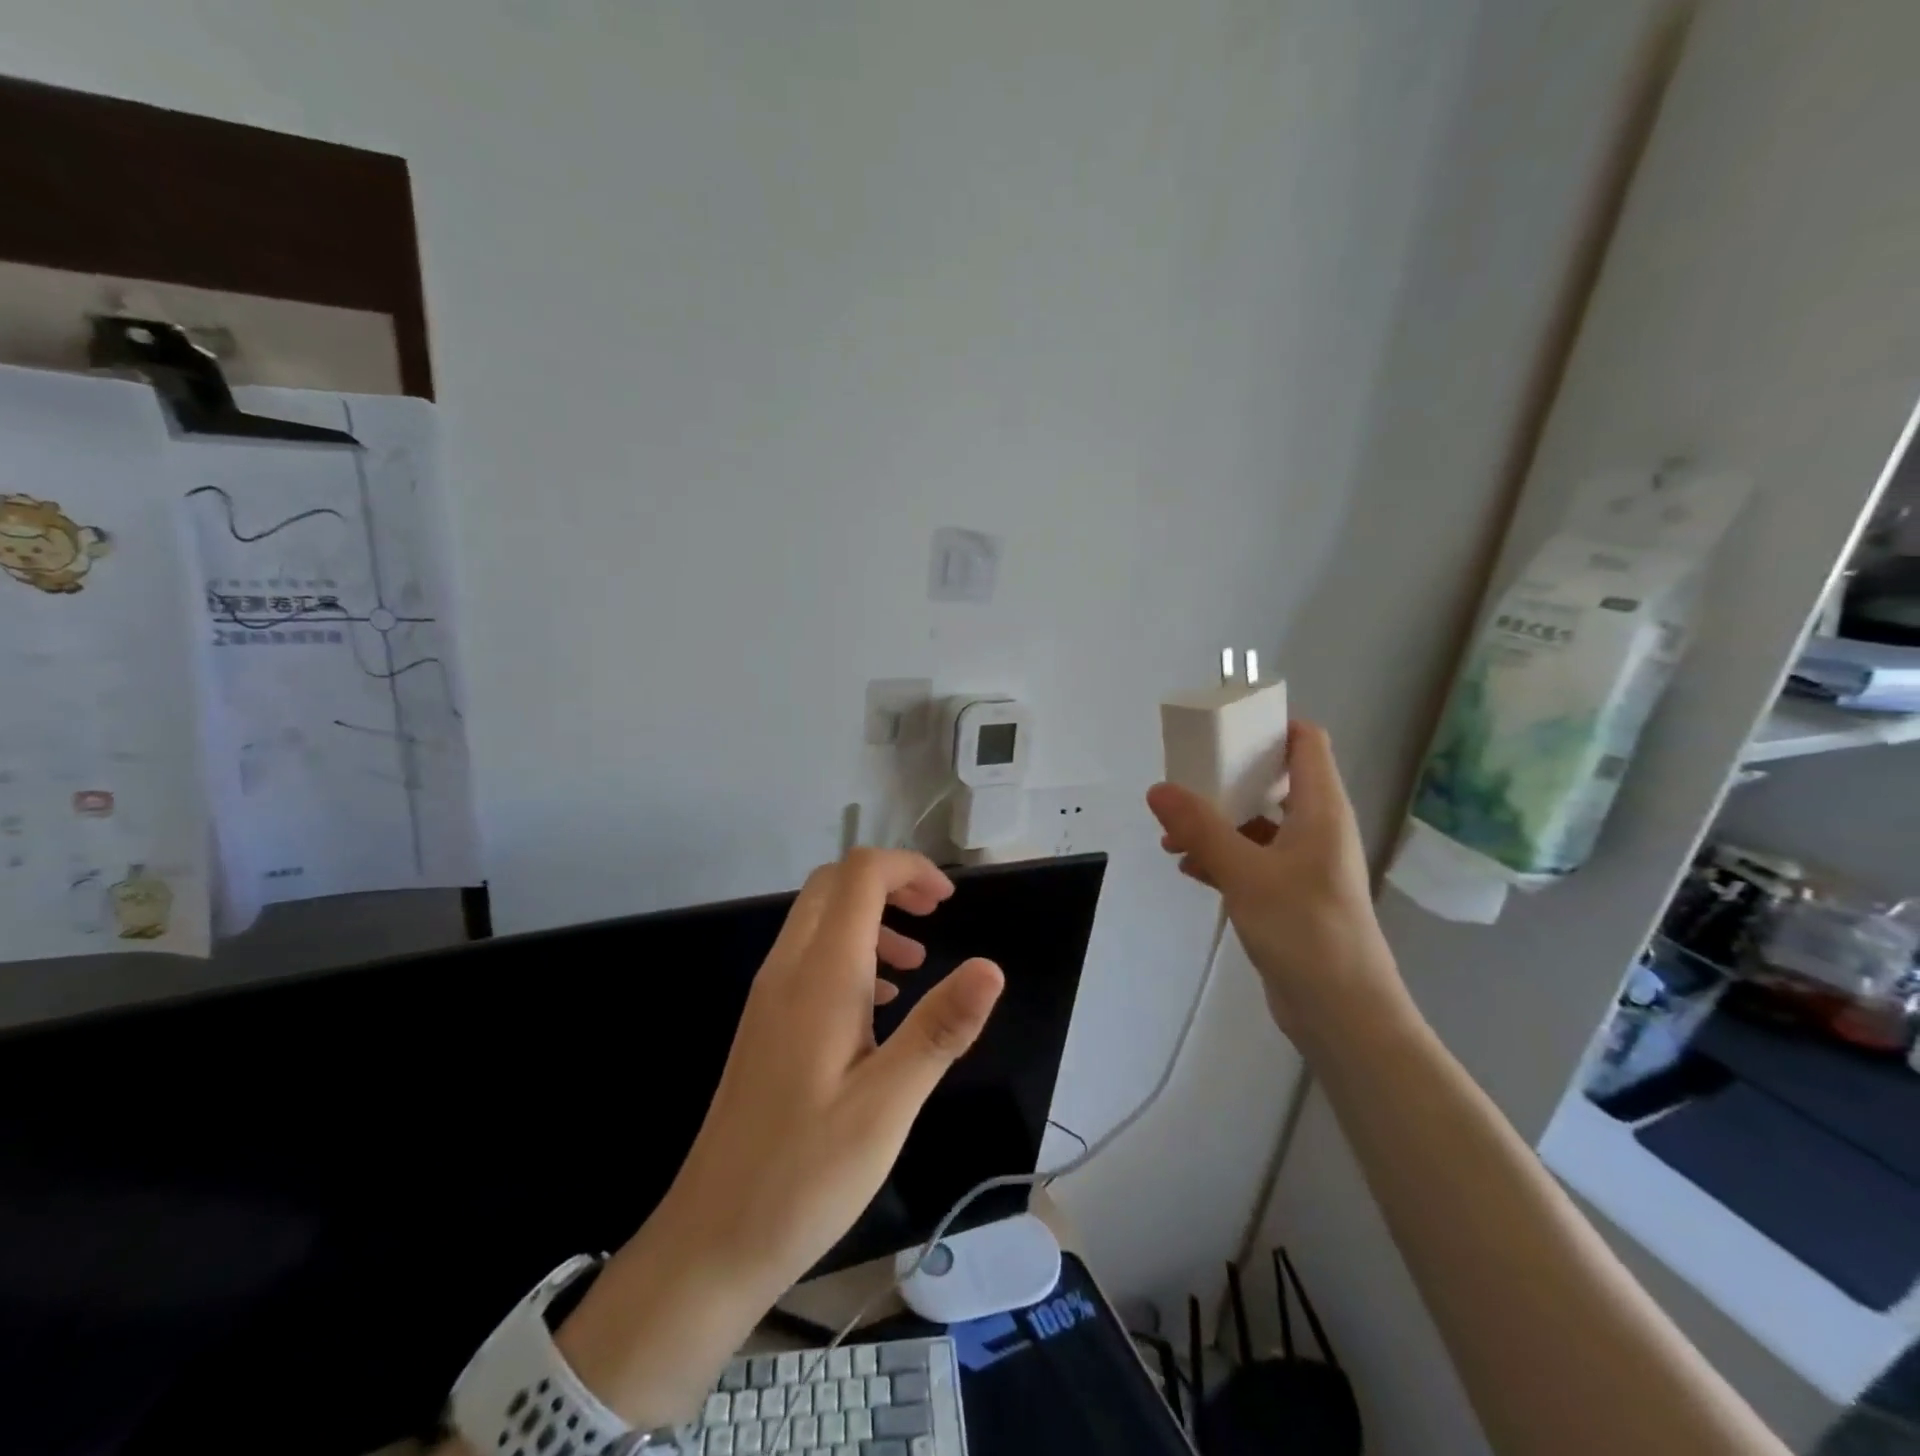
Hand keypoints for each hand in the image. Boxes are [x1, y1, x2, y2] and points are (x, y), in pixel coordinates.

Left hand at [553, 849, 1004, 1429]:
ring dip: (870, 918)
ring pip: (819, 918)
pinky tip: (880, 1007)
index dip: (908, 869)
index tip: (950, 901)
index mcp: (821, 975)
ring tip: (918, 963)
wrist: (712, 1240)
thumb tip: (992, 966)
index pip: (860, 875)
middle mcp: (788, 969)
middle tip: (936, 916)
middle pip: (834, 884)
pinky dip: (851, 953)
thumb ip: (939, 1028)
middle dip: (889, 883)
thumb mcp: (888, 1105)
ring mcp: (770, 996)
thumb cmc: (806, 1173)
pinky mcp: (765, 1024)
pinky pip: (809, 957)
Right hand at [1146, 720, 1409, 1050]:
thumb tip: (1159, 789)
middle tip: (1183, 780)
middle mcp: (1317, 829)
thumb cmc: (1304, 930)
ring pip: (1257, 824)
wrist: (1343, 1013)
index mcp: (1321, 810)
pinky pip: (1252, 859)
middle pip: (1274, 781)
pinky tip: (1189, 868)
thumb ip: (1201, 828)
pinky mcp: (1290, 895)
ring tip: (1172, 834)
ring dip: (1217, 823)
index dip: (1270, 726)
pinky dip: (1222, 856)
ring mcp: (1305, 864)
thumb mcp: (1245, 872)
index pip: (1306, 743)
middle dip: (1226, 778)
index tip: (1223, 727)